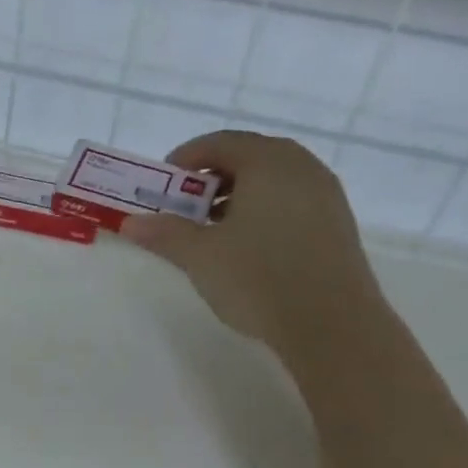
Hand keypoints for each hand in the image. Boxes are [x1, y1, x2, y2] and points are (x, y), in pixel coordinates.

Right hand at [122, 131, 382, 349]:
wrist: (332, 325)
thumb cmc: (259, 278)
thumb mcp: (201, 256)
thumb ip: (165, 233)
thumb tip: (130, 223)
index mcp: (268, 161)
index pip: (220, 143)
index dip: (186, 159)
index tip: (163, 184)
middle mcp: (302, 167)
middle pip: (249, 158)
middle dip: (212, 179)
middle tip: (185, 208)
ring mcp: (326, 194)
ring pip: (273, 181)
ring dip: (238, 196)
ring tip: (213, 231)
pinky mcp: (337, 224)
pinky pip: (292, 202)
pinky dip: (264, 212)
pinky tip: (249, 247)